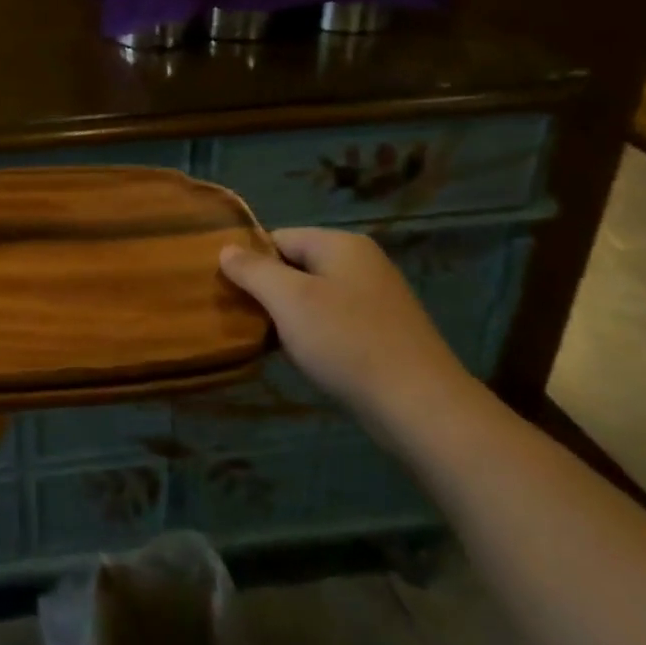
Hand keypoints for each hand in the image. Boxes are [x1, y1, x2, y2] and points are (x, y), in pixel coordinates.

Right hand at [219, 228, 472, 429]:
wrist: (419, 406)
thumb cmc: (346, 342)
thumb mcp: (288, 300)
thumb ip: (253, 270)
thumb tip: (225, 248)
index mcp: (340, 244)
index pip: (277, 238)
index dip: (250, 262)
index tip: (229, 292)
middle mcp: (361, 263)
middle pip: (295, 266)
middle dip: (268, 291)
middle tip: (244, 319)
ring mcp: (376, 298)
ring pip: (314, 296)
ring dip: (289, 316)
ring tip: (268, 341)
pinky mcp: (384, 331)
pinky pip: (334, 321)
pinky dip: (314, 334)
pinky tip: (305, 357)